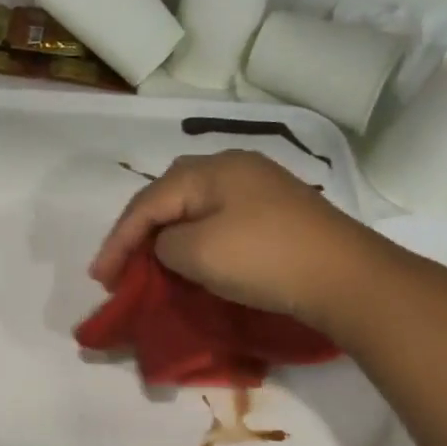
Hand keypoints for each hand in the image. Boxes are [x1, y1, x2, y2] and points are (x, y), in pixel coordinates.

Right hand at [89, 151, 368, 323]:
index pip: (148, 202)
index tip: (101, 278)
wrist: (346, 278)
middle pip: (169, 196)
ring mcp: (260, 188)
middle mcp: (234, 167)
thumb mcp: (197, 253)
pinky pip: (219, 220)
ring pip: (195, 208)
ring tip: (150, 263)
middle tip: (122, 266)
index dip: (118, 240)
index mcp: (211, 169)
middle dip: (139, 232)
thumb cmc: (264, 259)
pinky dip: (196, 240)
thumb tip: (169, 245)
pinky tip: (191, 258)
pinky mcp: (277, 213)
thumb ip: (164, 243)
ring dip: (167, 236)